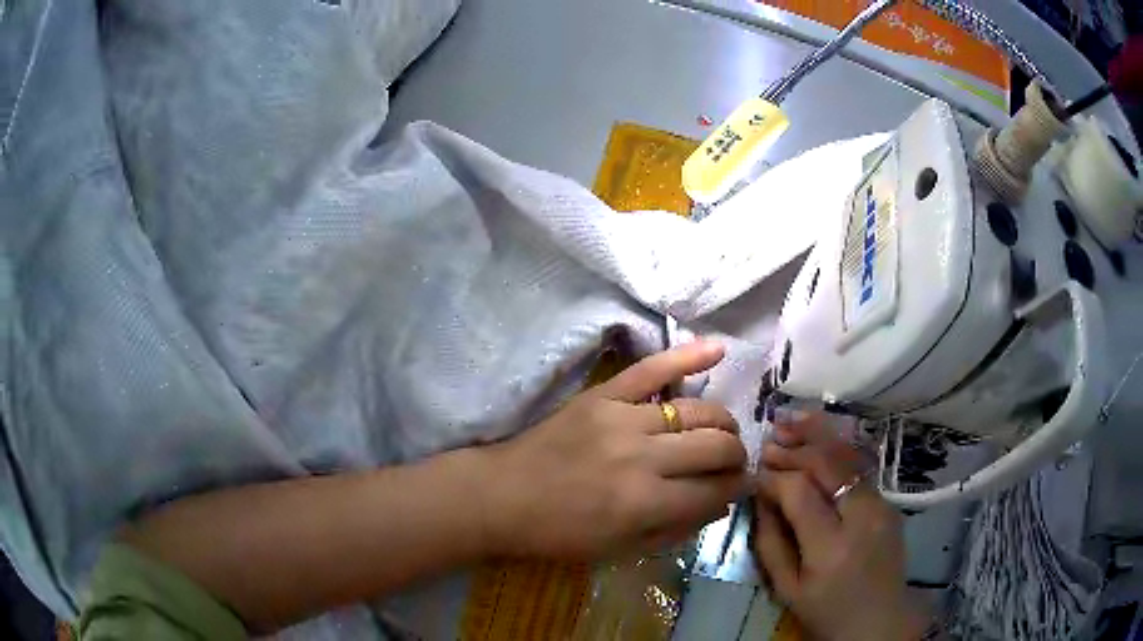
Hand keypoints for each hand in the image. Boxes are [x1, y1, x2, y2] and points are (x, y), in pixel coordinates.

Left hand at [476, 341, 747, 559]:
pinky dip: (688, 357)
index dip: (737, 489)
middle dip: (736, 456)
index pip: (717, 490)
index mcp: (645, 504)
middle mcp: (643, 457)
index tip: (740, 487)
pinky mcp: (604, 395)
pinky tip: (719, 349)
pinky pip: (652, 369)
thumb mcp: (621, 549)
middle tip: (732, 463)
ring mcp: (623, 419)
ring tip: (722, 433)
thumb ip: (676, 528)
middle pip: (717, 446)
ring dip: (722, 423)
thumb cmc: (560, 533)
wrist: (503, 496)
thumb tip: (720, 503)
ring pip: (699, 411)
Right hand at [752, 415, 930, 640]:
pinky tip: (818, 438)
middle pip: (827, 466)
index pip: (800, 493)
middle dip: (795, 448)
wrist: (880, 619)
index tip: (754, 473)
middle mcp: (862, 518)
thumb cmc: (826, 611)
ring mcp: (881, 505)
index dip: (774, 477)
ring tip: (790, 420)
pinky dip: (836, 449)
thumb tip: (759, 496)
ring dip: (818, 435)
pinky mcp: (888, 502)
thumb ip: (770, 542)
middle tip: (768, 441)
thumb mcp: (786, 589)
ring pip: (848, 457)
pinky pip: (859, 467)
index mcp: (830, 548)